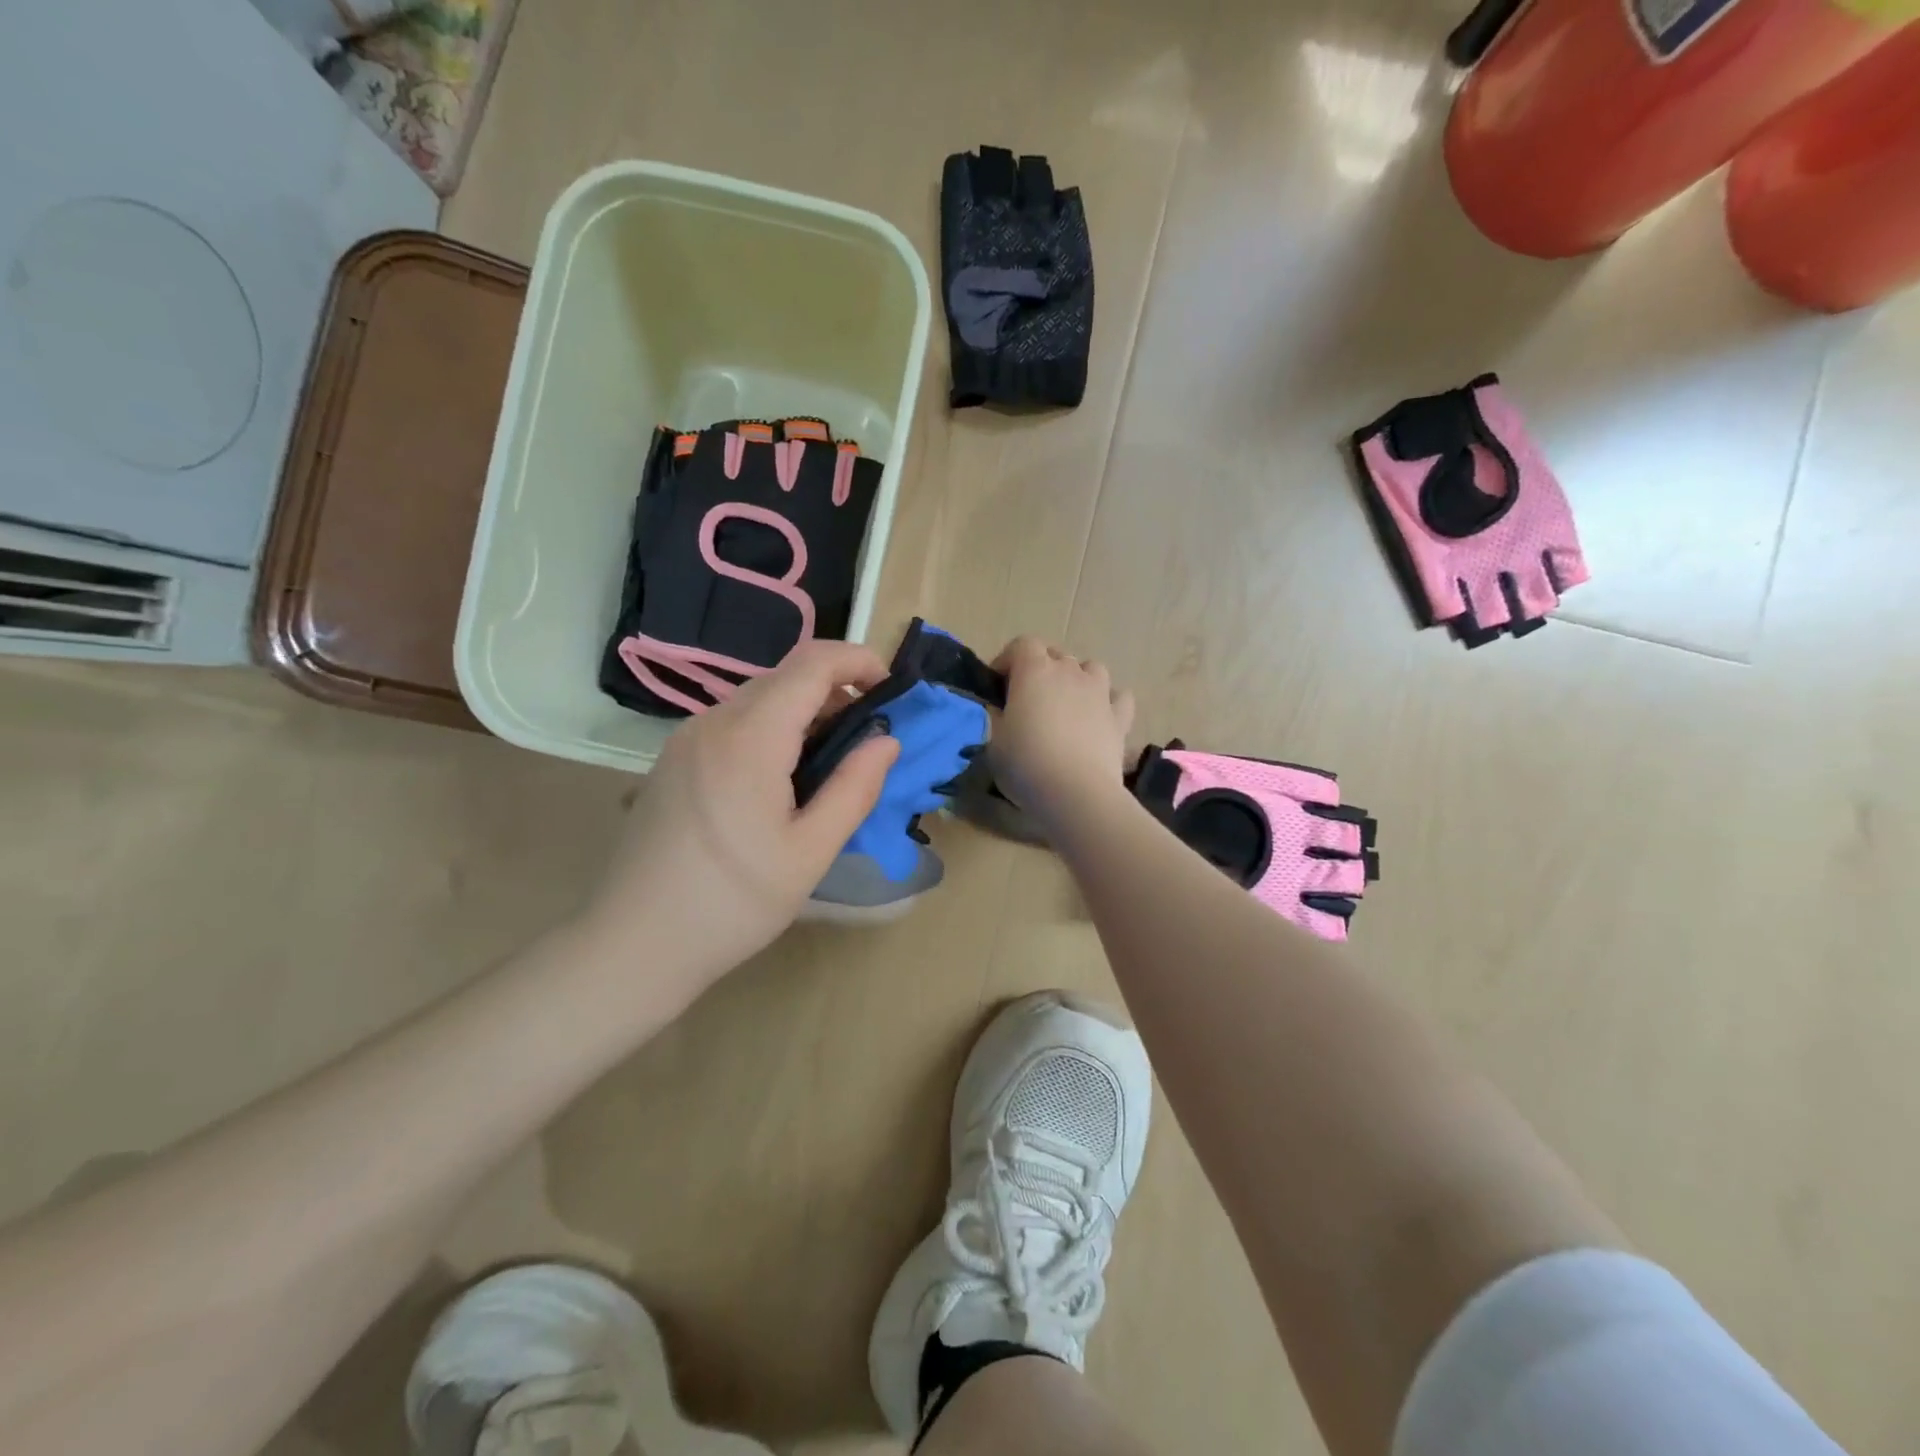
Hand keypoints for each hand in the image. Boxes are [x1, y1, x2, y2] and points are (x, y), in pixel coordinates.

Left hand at [583, 640, 901, 1002]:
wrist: (634, 943)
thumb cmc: (732, 903)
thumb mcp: (810, 852)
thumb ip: (854, 788)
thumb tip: (887, 741)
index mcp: (750, 738)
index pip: (812, 665)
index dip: (858, 661)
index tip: (892, 690)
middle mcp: (713, 722)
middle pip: (785, 675)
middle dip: (836, 687)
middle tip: (870, 734)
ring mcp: (686, 739)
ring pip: (758, 697)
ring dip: (805, 709)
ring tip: (833, 758)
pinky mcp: (674, 760)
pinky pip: (734, 721)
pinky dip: (774, 727)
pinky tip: (784, 774)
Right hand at [989, 636, 1136, 828]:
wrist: (1076, 793)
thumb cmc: (1026, 763)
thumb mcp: (994, 740)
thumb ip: (996, 716)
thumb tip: (1000, 708)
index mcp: (1034, 671)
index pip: (1022, 644)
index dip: (1008, 660)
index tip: (998, 685)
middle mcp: (1070, 672)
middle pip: (1055, 654)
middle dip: (1040, 669)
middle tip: (1028, 699)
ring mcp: (1099, 692)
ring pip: (1091, 668)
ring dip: (1077, 678)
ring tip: (1066, 703)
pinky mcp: (1120, 717)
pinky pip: (1119, 697)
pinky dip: (1109, 701)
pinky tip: (1100, 716)